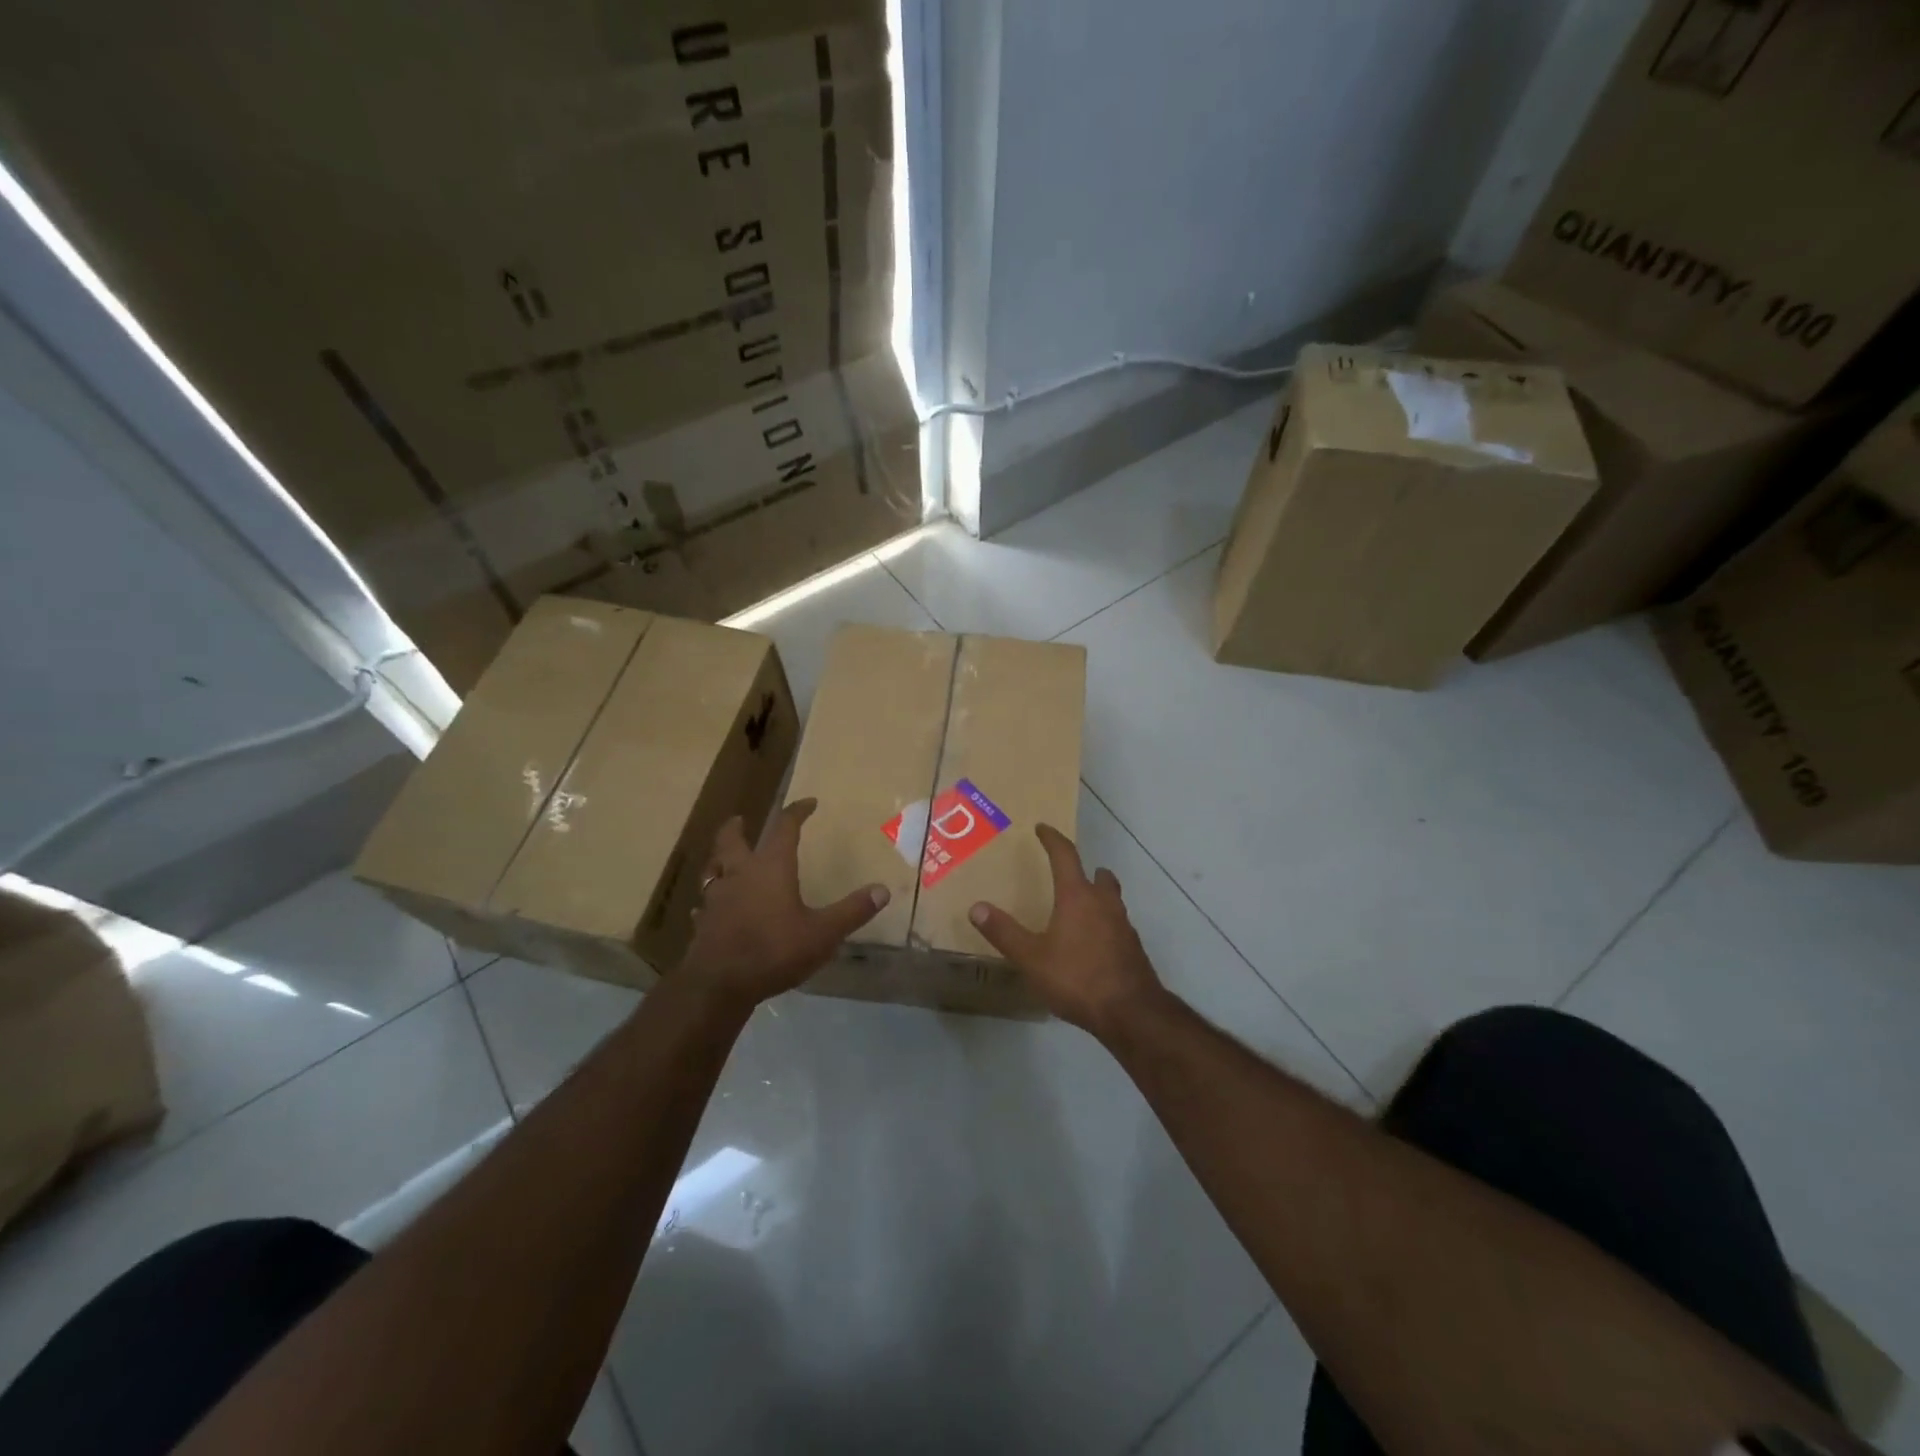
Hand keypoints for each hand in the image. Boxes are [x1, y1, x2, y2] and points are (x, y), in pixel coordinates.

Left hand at [680, 799, 888, 1009]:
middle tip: (740, 819)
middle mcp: (741, 874)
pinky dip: (710, 900)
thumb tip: (882, 890)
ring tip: (724, 861)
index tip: (808, 802)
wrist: (719, 984)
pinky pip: (705, 904)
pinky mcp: (704, 923)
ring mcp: (717, 898)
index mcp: (771, 867)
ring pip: (713, 869)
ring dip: (719, 861)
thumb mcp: (823, 932)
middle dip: (737, 828)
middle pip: (732, 840)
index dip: (797, 812)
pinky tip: (711, 909)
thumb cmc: (774, 950)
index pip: (785, 827)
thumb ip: (852, 911)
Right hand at [967, 824, 1165, 1035]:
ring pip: (1111, 899)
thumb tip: (976, 907)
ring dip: (1098, 895)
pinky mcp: (1132, 948)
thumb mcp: (1031, 958)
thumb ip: (1004, 932)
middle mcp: (1104, 903)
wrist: (1131, 1012)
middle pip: (1098, 875)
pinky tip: (1093, 942)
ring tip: (1080, 906)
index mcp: (1077, 896)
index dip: (1052, 839)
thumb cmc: (1077, 978)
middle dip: (1085, 869)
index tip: (1042, 828)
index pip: (1065, 856)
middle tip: (1069, 872)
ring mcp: (1123, 926)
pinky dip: (1104, 922)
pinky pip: (1117, 924)